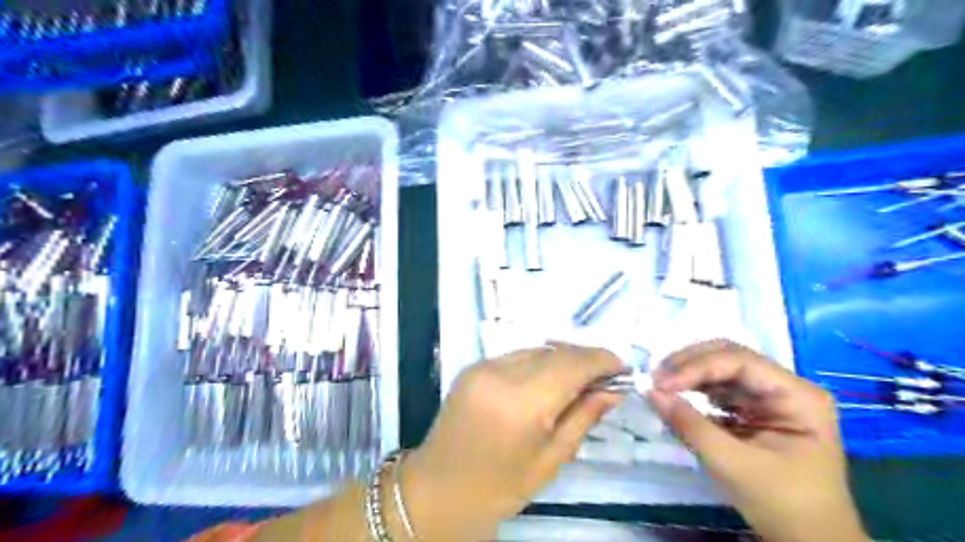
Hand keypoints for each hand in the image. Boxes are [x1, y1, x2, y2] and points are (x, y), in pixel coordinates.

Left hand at [399, 344, 617, 539]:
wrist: (440, 488)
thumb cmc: (501, 486)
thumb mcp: (551, 458)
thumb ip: (584, 416)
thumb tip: (613, 390)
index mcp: (522, 403)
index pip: (571, 364)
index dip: (600, 359)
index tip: (621, 366)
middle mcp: (500, 374)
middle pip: (554, 352)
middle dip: (583, 358)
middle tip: (603, 376)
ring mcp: (482, 366)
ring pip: (535, 350)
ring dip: (560, 359)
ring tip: (577, 379)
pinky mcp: (472, 366)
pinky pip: (515, 356)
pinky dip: (536, 363)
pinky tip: (545, 380)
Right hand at [647, 341, 866, 540]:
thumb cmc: (784, 505)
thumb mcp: (734, 465)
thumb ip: (691, 426)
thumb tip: (651, 392)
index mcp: (797, 395)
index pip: (740, 361)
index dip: (697, 367)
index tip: (661, 383)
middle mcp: (784, 387)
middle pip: (729, 357)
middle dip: (690, 364)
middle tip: (656, 377)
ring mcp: (769, 397)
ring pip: (721, 368)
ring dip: (688, 374)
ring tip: (659, 384)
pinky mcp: (753, 410)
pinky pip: (718, 389)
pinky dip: (694, 390)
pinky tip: (674, 395)